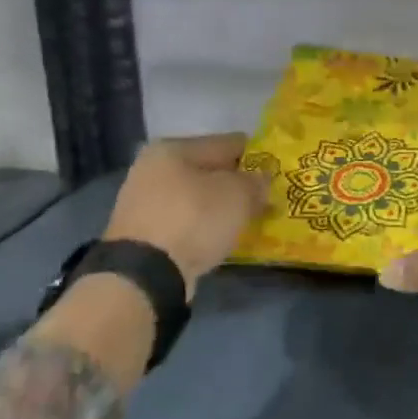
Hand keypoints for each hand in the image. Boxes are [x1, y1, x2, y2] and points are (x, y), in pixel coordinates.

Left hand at [102, 133, 268, 292]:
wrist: (145, 275)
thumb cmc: (194, 219)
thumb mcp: (238, 195)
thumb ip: (256, 182)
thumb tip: (261, 180)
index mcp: (173, 148)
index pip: (227, 143)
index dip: (255, 156)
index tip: (276, 171)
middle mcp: (152, 168)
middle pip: (208, 171)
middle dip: (235, 184)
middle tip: (263, 198)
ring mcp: (143, 203)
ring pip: (196, 198)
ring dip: (219, 207)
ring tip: (245, 219)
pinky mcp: (141, 234)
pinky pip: (184, 222)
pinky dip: (203, 226)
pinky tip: (221, 236)